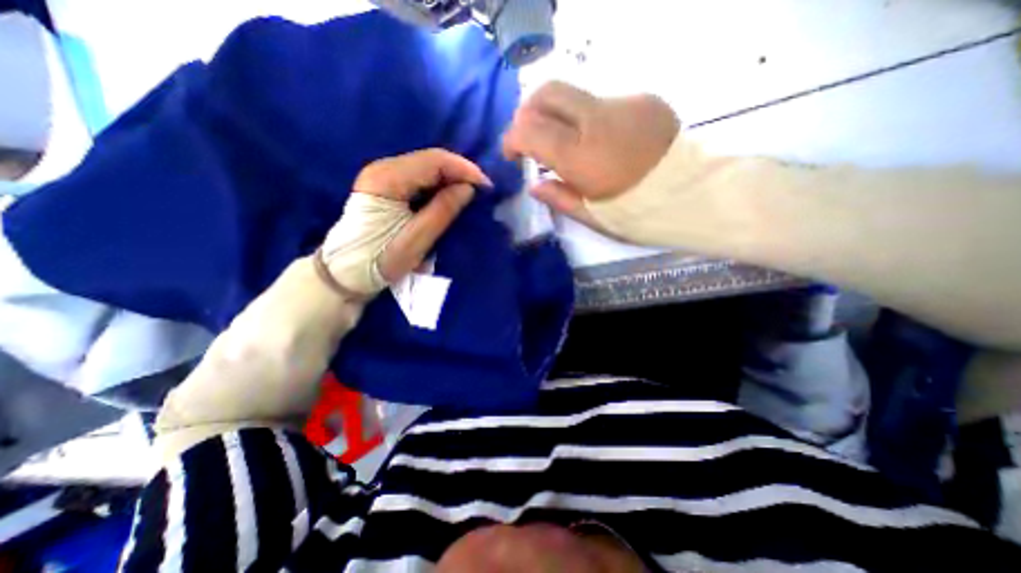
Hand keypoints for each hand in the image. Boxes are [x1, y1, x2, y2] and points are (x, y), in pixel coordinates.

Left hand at [319, 148, 493, 299]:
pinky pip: (418, 179)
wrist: (346, 273)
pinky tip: (450, 197)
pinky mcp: (385, 188)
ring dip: (450, 179)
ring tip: (470, 195)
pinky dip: (438, 186)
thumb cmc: (380, 259)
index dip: (464, 169)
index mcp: (387, 179)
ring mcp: (382, 177)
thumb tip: (468, 188)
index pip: (434, 161)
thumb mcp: (416, 239)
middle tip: (481, 191)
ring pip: (425, 168)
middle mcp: (383, 169)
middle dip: (459, 173)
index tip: (486, 186)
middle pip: (429, 160)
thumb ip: (443, 211)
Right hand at [502, 81, 675, 226]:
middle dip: (529, 112)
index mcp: (581, 155)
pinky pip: (602, 103)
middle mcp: (597, 119)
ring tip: (568, 145)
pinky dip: (589, 119)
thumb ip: (558, 197)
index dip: (512, 138)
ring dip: (560, 117)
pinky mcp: (643, 99)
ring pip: (574, 96)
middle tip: (530, 138)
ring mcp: (623, 103)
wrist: (695, 196)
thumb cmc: (639, 216)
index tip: (511, 154)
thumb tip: (533, 185)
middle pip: (548, 92)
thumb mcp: (592, 216)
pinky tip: (601, 143)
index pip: (530, 128)